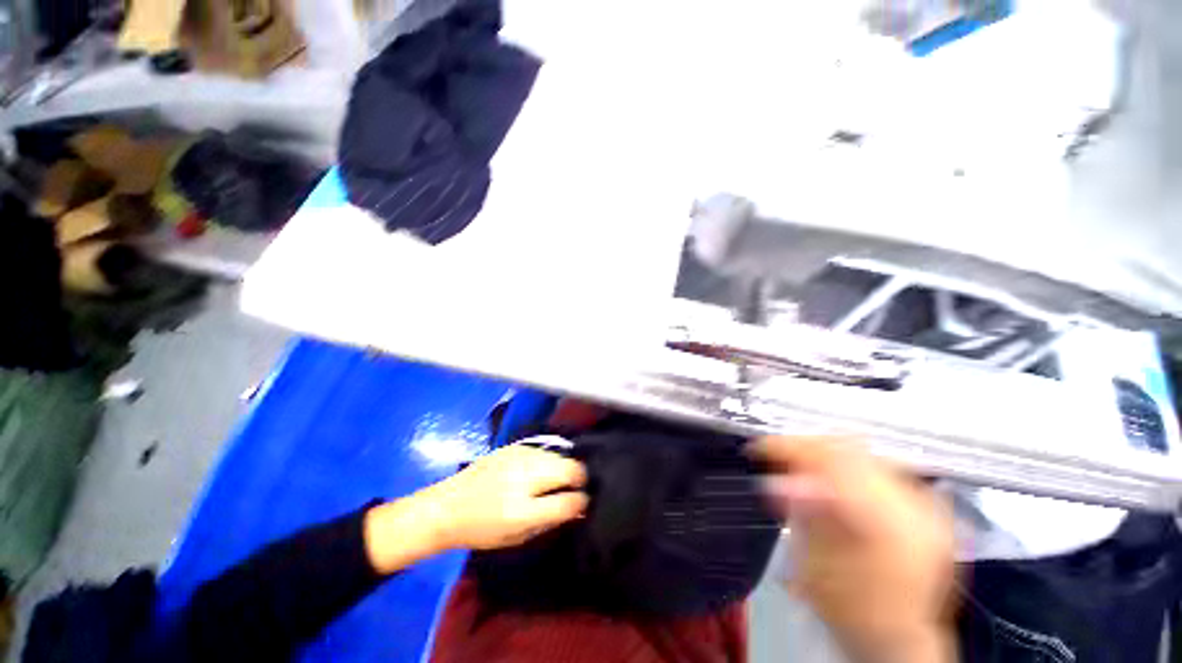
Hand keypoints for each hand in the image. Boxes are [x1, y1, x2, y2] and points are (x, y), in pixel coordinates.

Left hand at [364, 444, 588, 572]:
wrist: (447, 505)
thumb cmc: (481, 529)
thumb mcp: (516, 536)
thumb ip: (550, 520)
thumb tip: (578, 507)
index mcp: (523, 508)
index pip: (569, 500)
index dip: (582, 501)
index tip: (585, 503)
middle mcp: (525, 476)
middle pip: (570, 468)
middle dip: (578, 479)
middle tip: (574, 489)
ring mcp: (521, 456)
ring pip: (560, 456)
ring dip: (565, 467)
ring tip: (559, 480)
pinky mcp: (515, 447)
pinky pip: (545, 451)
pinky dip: (551, 460)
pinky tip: (543, 470)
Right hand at [751, 436, 955, 662]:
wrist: (898, 639)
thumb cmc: (851, 613)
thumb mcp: (817, 572)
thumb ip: (804, 518)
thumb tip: (777, 481)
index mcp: (888, 530)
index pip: (833, 463)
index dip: (790, 448)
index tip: (758, 448)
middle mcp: (915, 510)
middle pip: (850, 450)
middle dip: (805, 446)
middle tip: (776, 456)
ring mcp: (926, 505)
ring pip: (863, 452)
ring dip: (823, 452)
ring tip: (797, 464)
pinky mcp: (925, 504)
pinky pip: (877, 464)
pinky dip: (844, 463)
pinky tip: (827, 476)